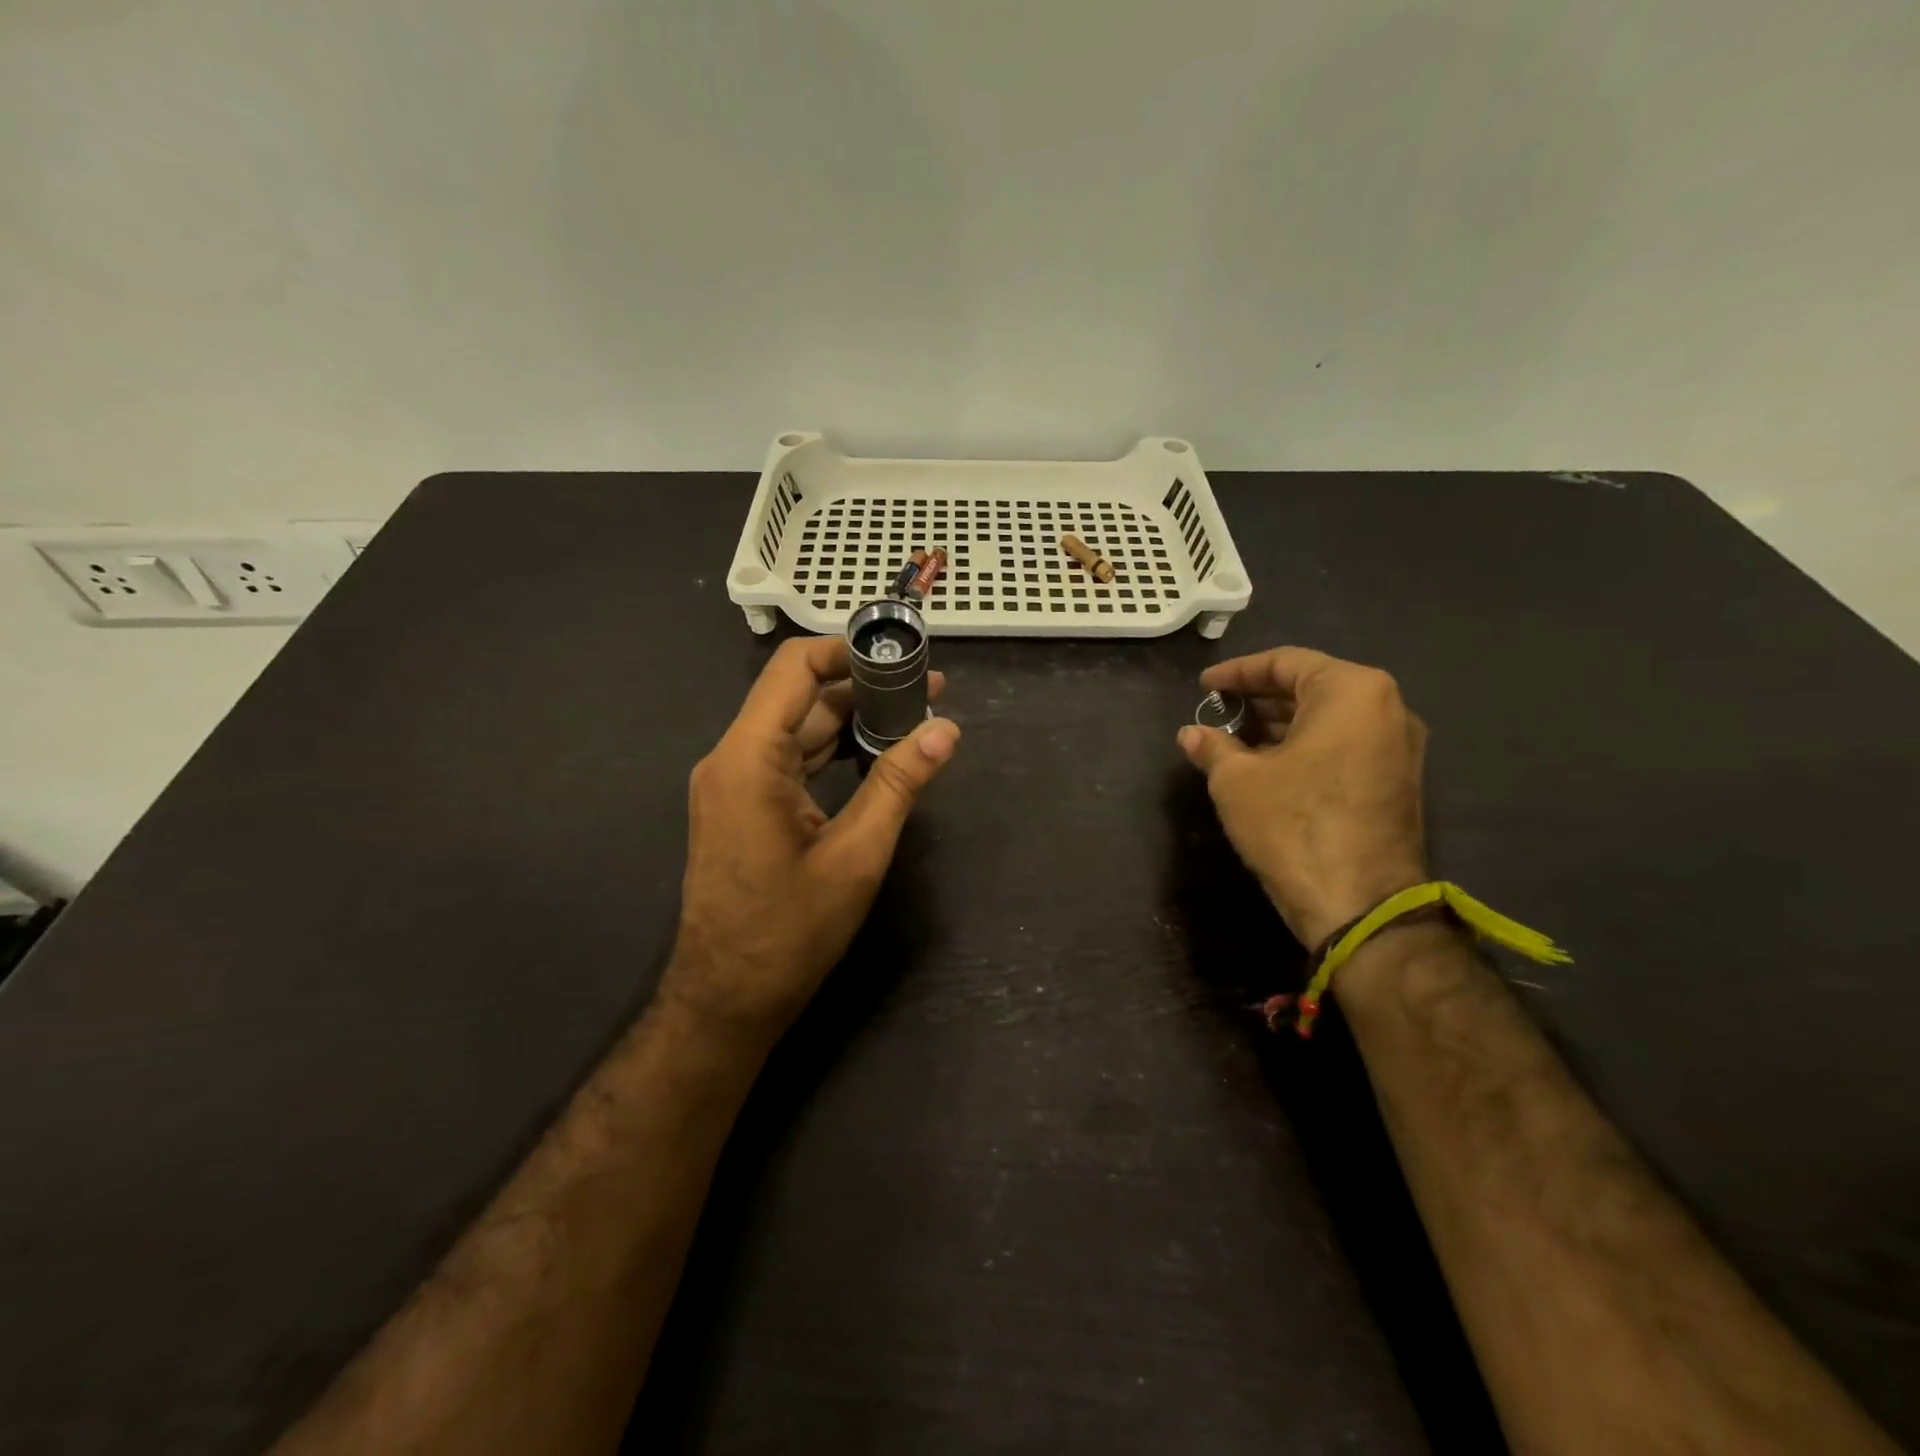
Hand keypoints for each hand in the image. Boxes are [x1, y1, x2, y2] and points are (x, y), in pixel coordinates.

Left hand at [662, 635, 958, 1044]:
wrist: (727, 999)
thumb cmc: (790, 932)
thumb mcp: (856, 856)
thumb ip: (899, 784)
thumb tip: (946, 730)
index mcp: (749, 758)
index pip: (794, 669)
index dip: (846, 651)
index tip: (899, 657)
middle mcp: (732, 759)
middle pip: (798, 698)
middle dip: (862, 689)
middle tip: (927, 693)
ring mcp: (732, 784)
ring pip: (796, 730)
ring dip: (850, 721)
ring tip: (912, 720)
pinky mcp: (741, 807)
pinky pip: (788, 760)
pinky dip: (831, 752)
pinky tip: (875, 756)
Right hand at [1179, 647, 1427, 948]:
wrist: (1360, 905)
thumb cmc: (1293, 825)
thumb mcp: (1237, 781)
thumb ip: (1212, 747)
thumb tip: (1191, 734)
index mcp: (1351, 692)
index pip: (1285, 663)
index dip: (1237, 673)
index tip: (1204, 687)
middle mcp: (1387, 708)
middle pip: (1312, 687)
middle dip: (1260, 699)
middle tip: (1218, 713)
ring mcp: (1399, 747)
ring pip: (1330, 719)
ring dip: (1281, 725)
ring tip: (1234, 740)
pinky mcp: (1398, 781)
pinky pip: (1345, 745)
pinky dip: (1306, 747)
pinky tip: (1268, 766)